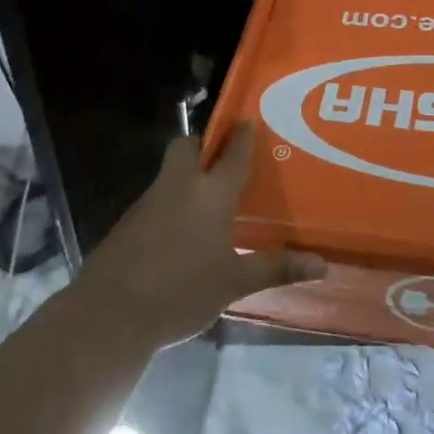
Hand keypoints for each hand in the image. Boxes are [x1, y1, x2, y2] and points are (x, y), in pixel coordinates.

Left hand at [76, 125, 325, 350]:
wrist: (110, 314)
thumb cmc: (182, 290)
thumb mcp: (234, 283)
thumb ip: (276, 268)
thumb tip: (322, 265)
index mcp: (210, 193)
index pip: (233, 153)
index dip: (244, 134)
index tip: (251, 118)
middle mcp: (179, 187)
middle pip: (187, 147)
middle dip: (202, 145)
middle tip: (222, 160)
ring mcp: (148, 203)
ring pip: (169, 174)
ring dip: (186, 177)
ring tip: (208, 201)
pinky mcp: (127, 224)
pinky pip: (156, 201)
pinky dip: (170, 206)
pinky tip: (181, 234)